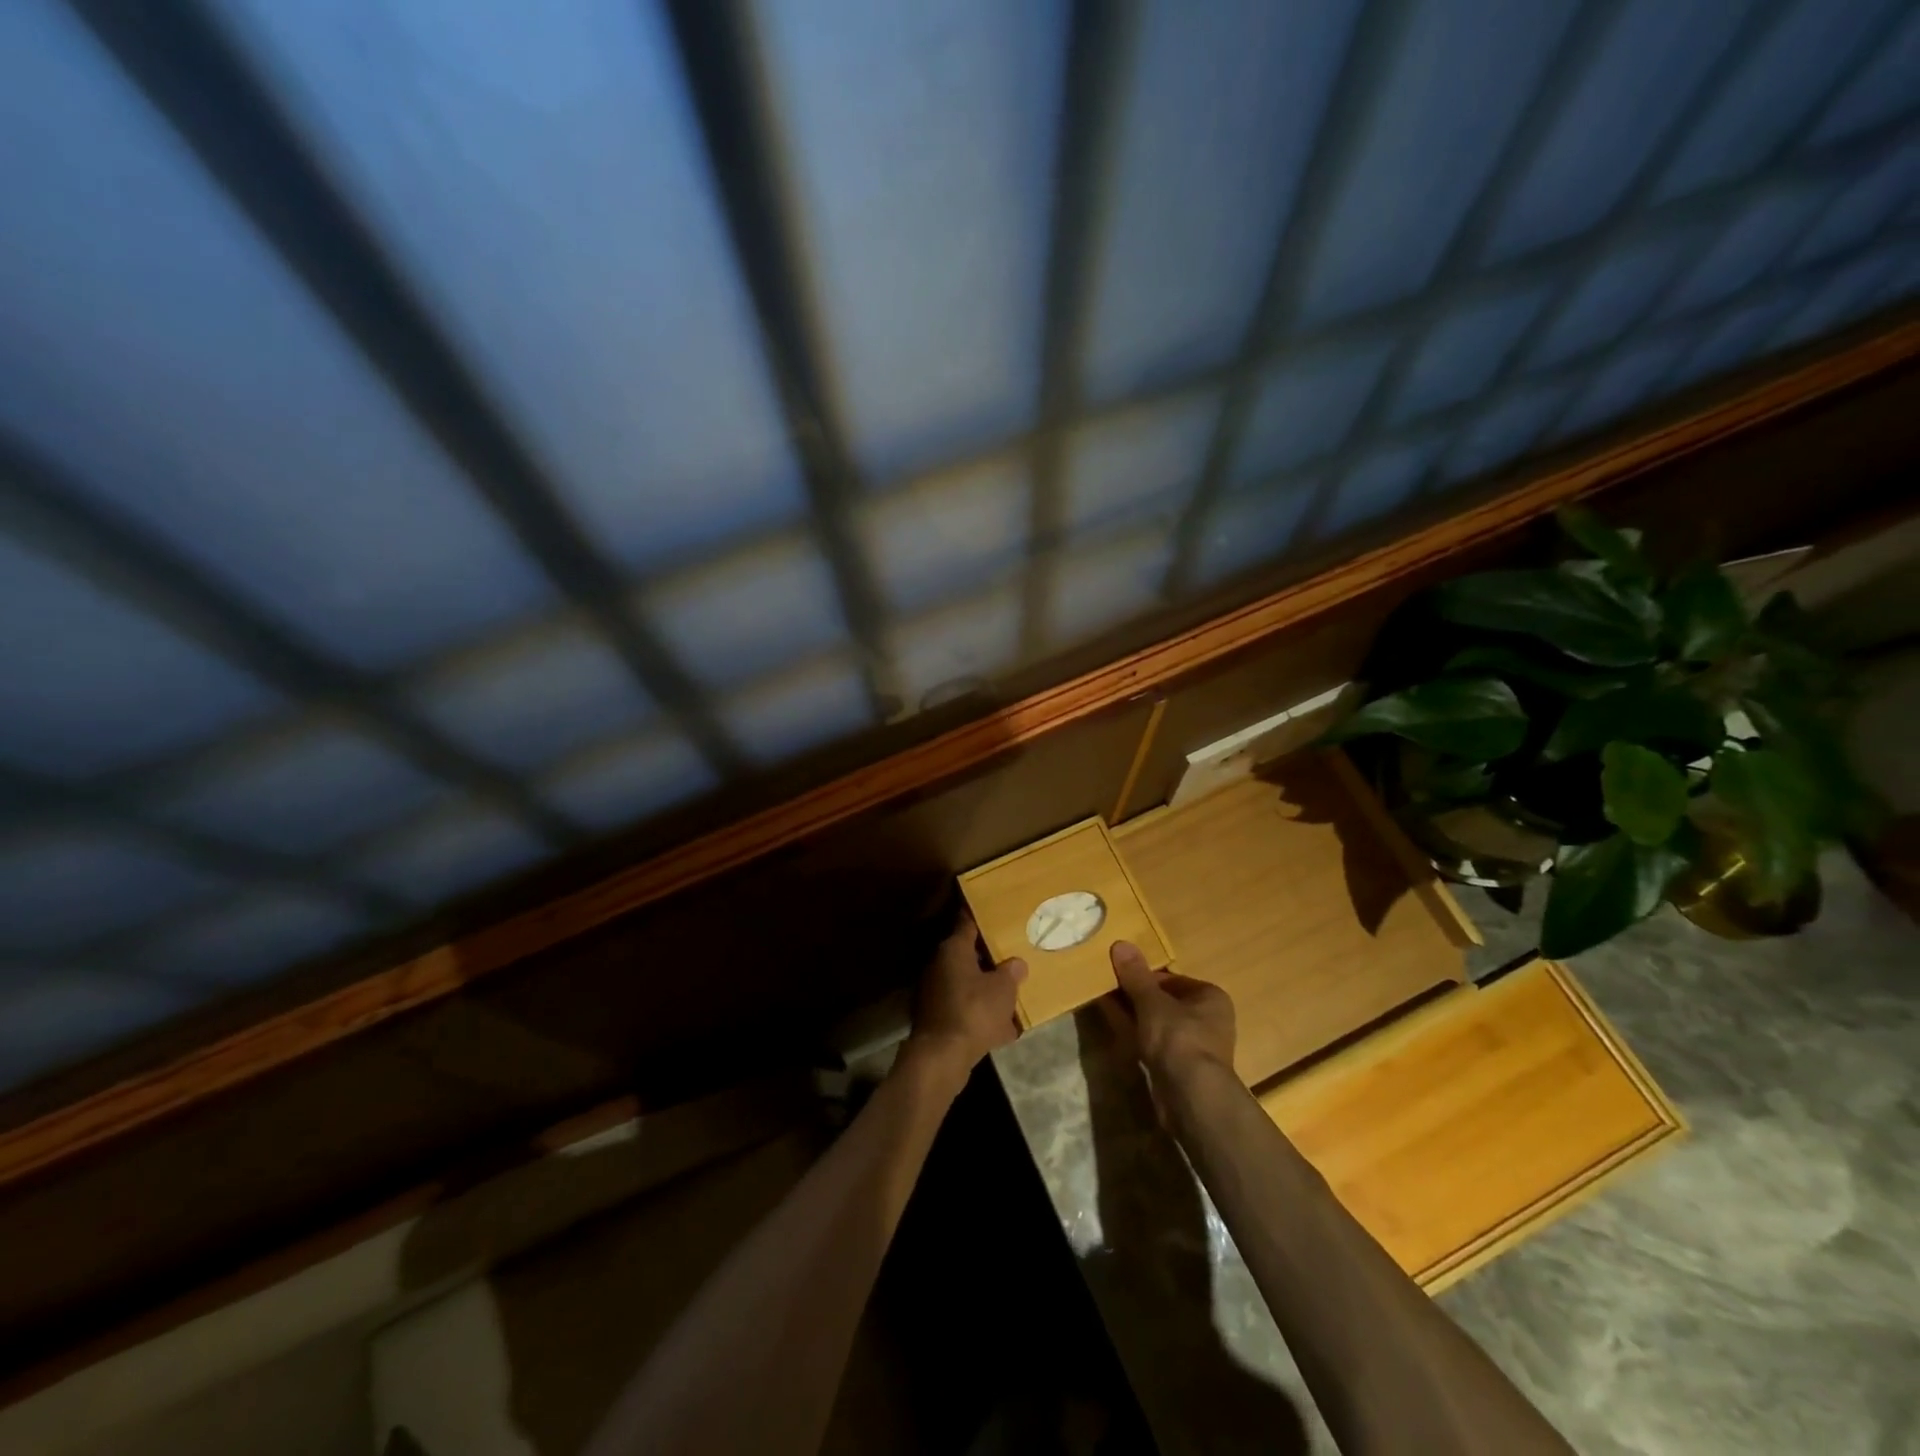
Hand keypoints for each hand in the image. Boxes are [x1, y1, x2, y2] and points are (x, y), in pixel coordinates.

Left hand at [901, 913, 1025, 1087]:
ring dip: (985, 988)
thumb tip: (1016, 963)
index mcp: (953, 949)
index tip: (997, 915)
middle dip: (989, 957)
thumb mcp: (1003, 989)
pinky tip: (1002, 1026)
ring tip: (1011, 993)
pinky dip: (980, 1013)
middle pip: (967, 954)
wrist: (943, 1056)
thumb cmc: (974, 1011)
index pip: (968, 923)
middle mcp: (940, 965)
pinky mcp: (937, 1017)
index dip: (984, 918)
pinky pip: (964, 1008)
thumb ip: (1011, 972)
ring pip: (967, 983)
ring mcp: (935, 992)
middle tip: (1011, 956)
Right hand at [1104, 940, 1235, 1087]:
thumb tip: (1120, 942)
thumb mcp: (1151, 1001)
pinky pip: (1155, 1044)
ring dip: (1134, 1016)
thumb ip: (1135, 974)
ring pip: (1158, 1024)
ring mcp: (1195, 1046)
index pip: (1171, 979)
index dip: (1143, 976)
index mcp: (1210, 997)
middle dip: (1136, 996)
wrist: (1191, 1096)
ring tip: (1105, 1006)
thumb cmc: (1178, 1038)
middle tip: (1106, 989)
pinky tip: (1116, 1032)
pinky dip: (1137, 1036)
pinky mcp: (1182, 1069)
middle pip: (1164, 1001)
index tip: (1117, 976)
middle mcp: (1208, 1019)